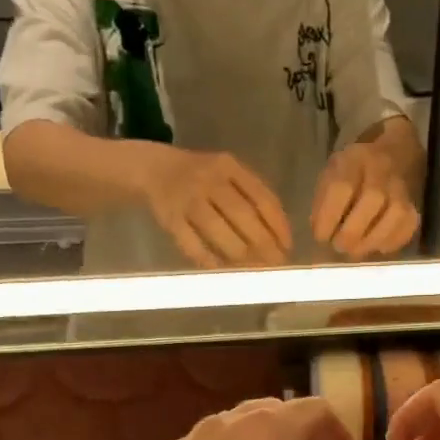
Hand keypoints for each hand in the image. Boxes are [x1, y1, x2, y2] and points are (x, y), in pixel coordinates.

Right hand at [142, 149, 292, 267]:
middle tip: (276, 265)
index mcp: (229, 166)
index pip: (262, 197)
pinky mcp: (169, 219)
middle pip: (242, 215)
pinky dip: (209, 260)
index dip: (278, 225)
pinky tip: (224, 272)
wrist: (153, 169)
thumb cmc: (201, 177)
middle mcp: (208, 180)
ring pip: (218, 230)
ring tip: (255, 271)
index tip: (287, 247)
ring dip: (241, 255)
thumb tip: (279, 237)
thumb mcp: (227, 173)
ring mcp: (187, 199)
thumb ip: (252, 195)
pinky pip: (192, 244)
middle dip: (264, 244)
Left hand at [311, 139, 420, 258]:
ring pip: (395, 213)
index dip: (329, 216)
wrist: (392, 158)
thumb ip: (323, 200)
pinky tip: (376, 247)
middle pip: (372, 198)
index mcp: (353, 160)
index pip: (342, 186)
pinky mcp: (414, 206)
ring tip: (356, 251)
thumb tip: (322, 232)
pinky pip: (409, 225)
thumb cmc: (352, 174)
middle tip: (339, 246)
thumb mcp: (330, 176)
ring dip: (372, 239)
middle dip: (352, 231)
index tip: (320, 236)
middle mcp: (381, 170)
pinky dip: (392, 241)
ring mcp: (401, 187)